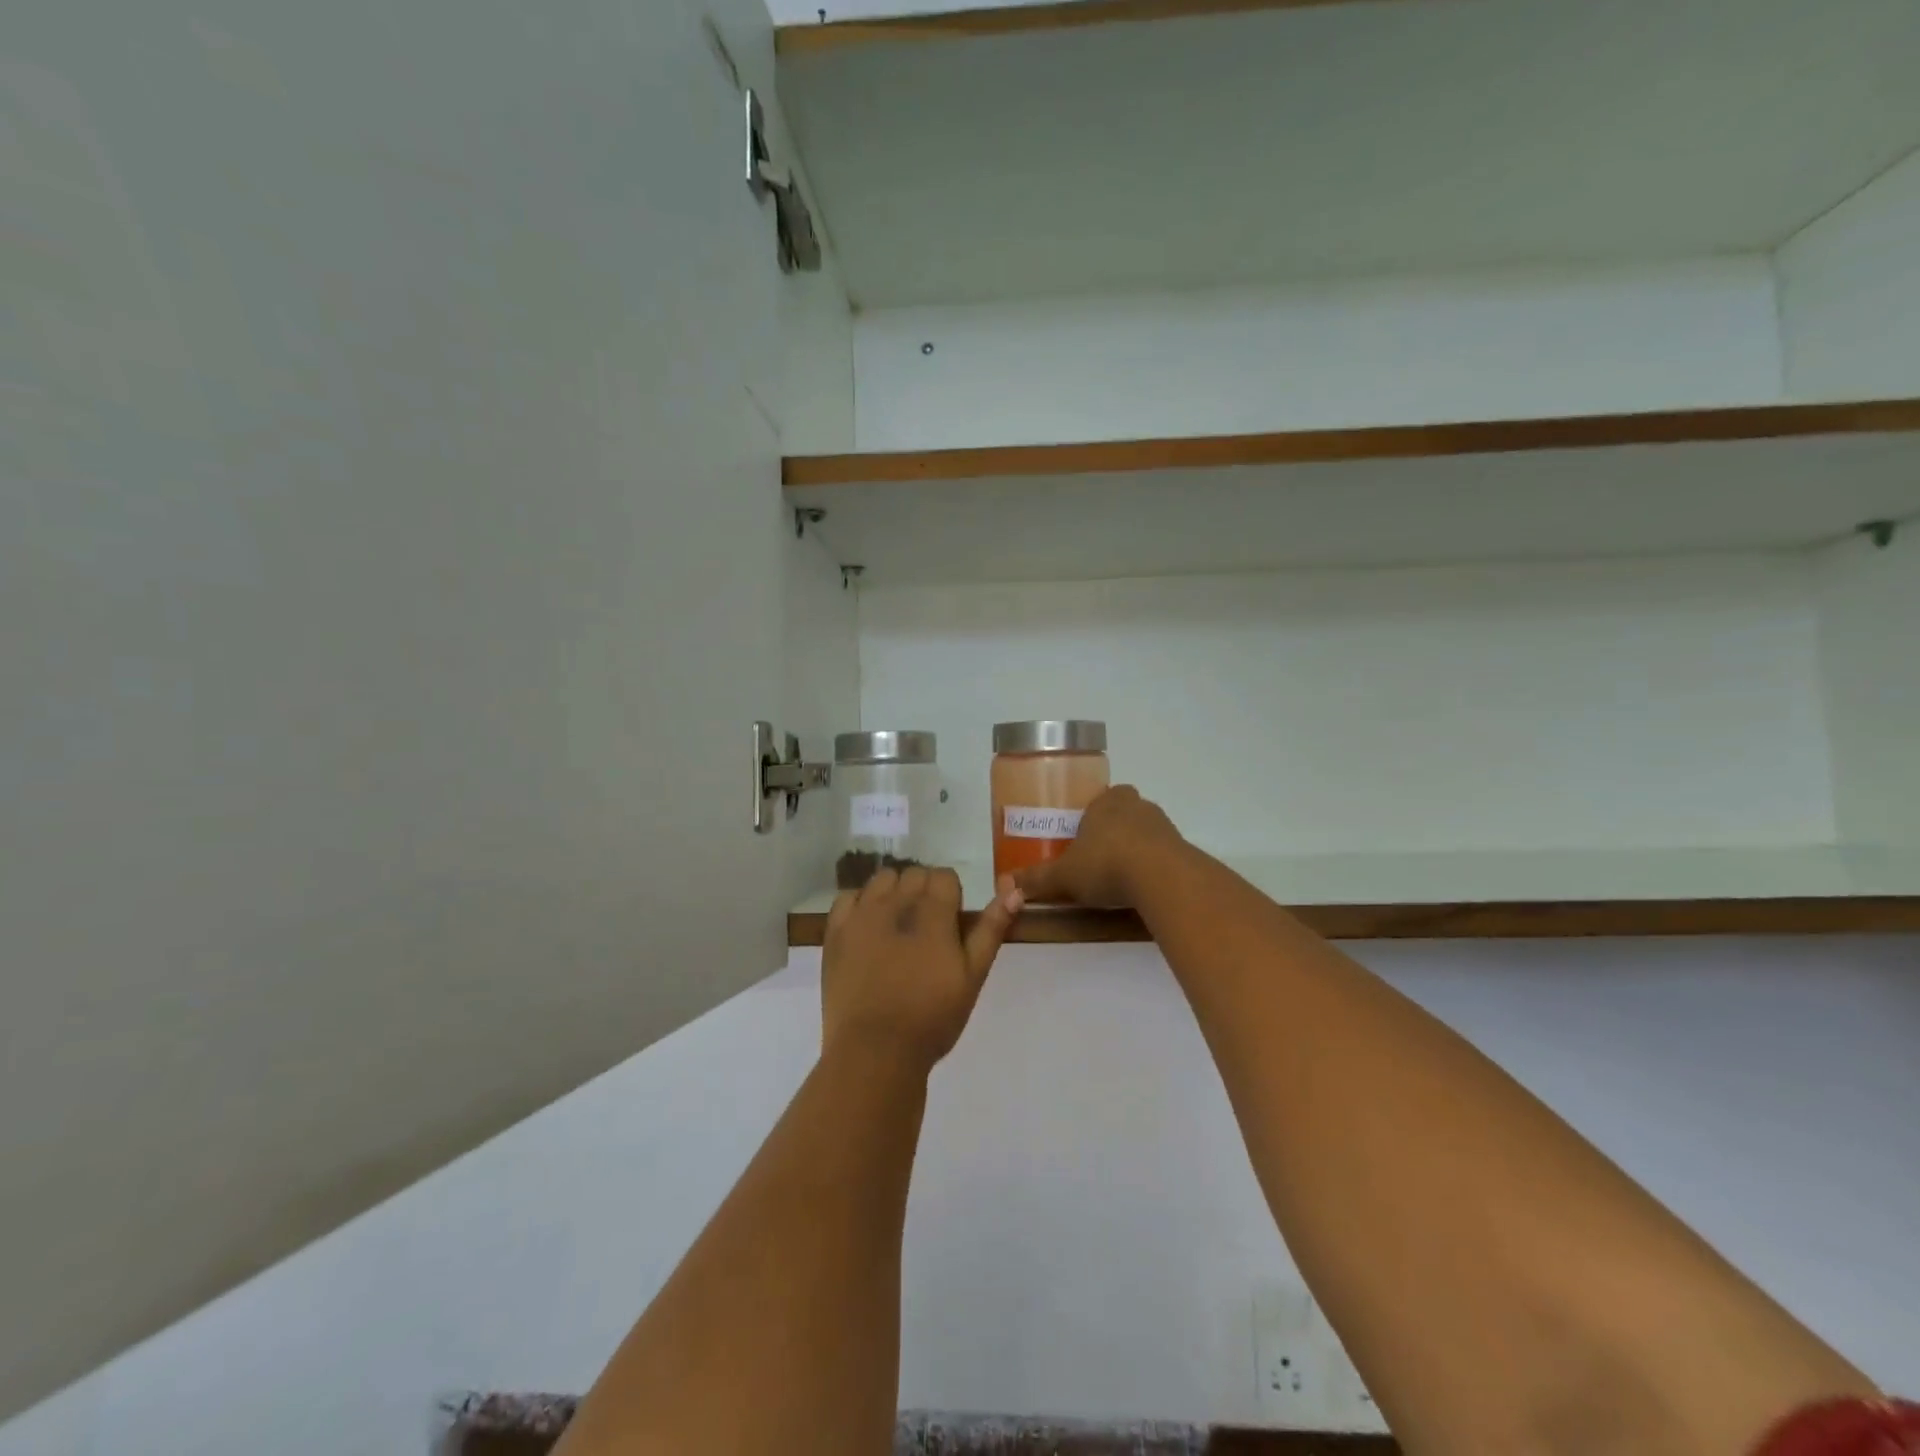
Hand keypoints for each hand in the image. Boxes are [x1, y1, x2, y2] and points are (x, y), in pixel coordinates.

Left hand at [821, 865, 1022, 1072]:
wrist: (875, 1050)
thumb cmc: (932, 1017)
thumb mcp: (973, 975)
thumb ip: (991, 929)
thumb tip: (1014, 889)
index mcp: (932, 911)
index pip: (944, 876)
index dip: (951, 895)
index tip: (951, 923)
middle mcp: (895, 902)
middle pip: (914, 874)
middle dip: (924, 892)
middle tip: (927, 928)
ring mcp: (861, 914)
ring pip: (882, 879)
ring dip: (893, 892)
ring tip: (897, 925)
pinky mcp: (835, 931)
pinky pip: (848, 897)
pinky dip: (860, 904)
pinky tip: (867, 927)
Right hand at [1008, 786, 1185, 908]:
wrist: (1161, 877)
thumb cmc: (1105, 864)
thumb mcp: (1064, 875)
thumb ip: (1037, 879)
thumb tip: (1006, 884)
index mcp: (1105, 802)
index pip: (1098, 800)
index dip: (1091, 817)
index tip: (1083, 839)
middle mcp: (1135, 805)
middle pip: (1123, 813)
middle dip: (1113, 831)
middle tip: (1098, 858)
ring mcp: (1162, 824)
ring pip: (1144, 832)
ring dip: (1135, 848)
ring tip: (1120, 877)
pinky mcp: (1182, 847)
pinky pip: (1162, 853)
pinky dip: (1153, 866)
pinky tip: (1142, 887)